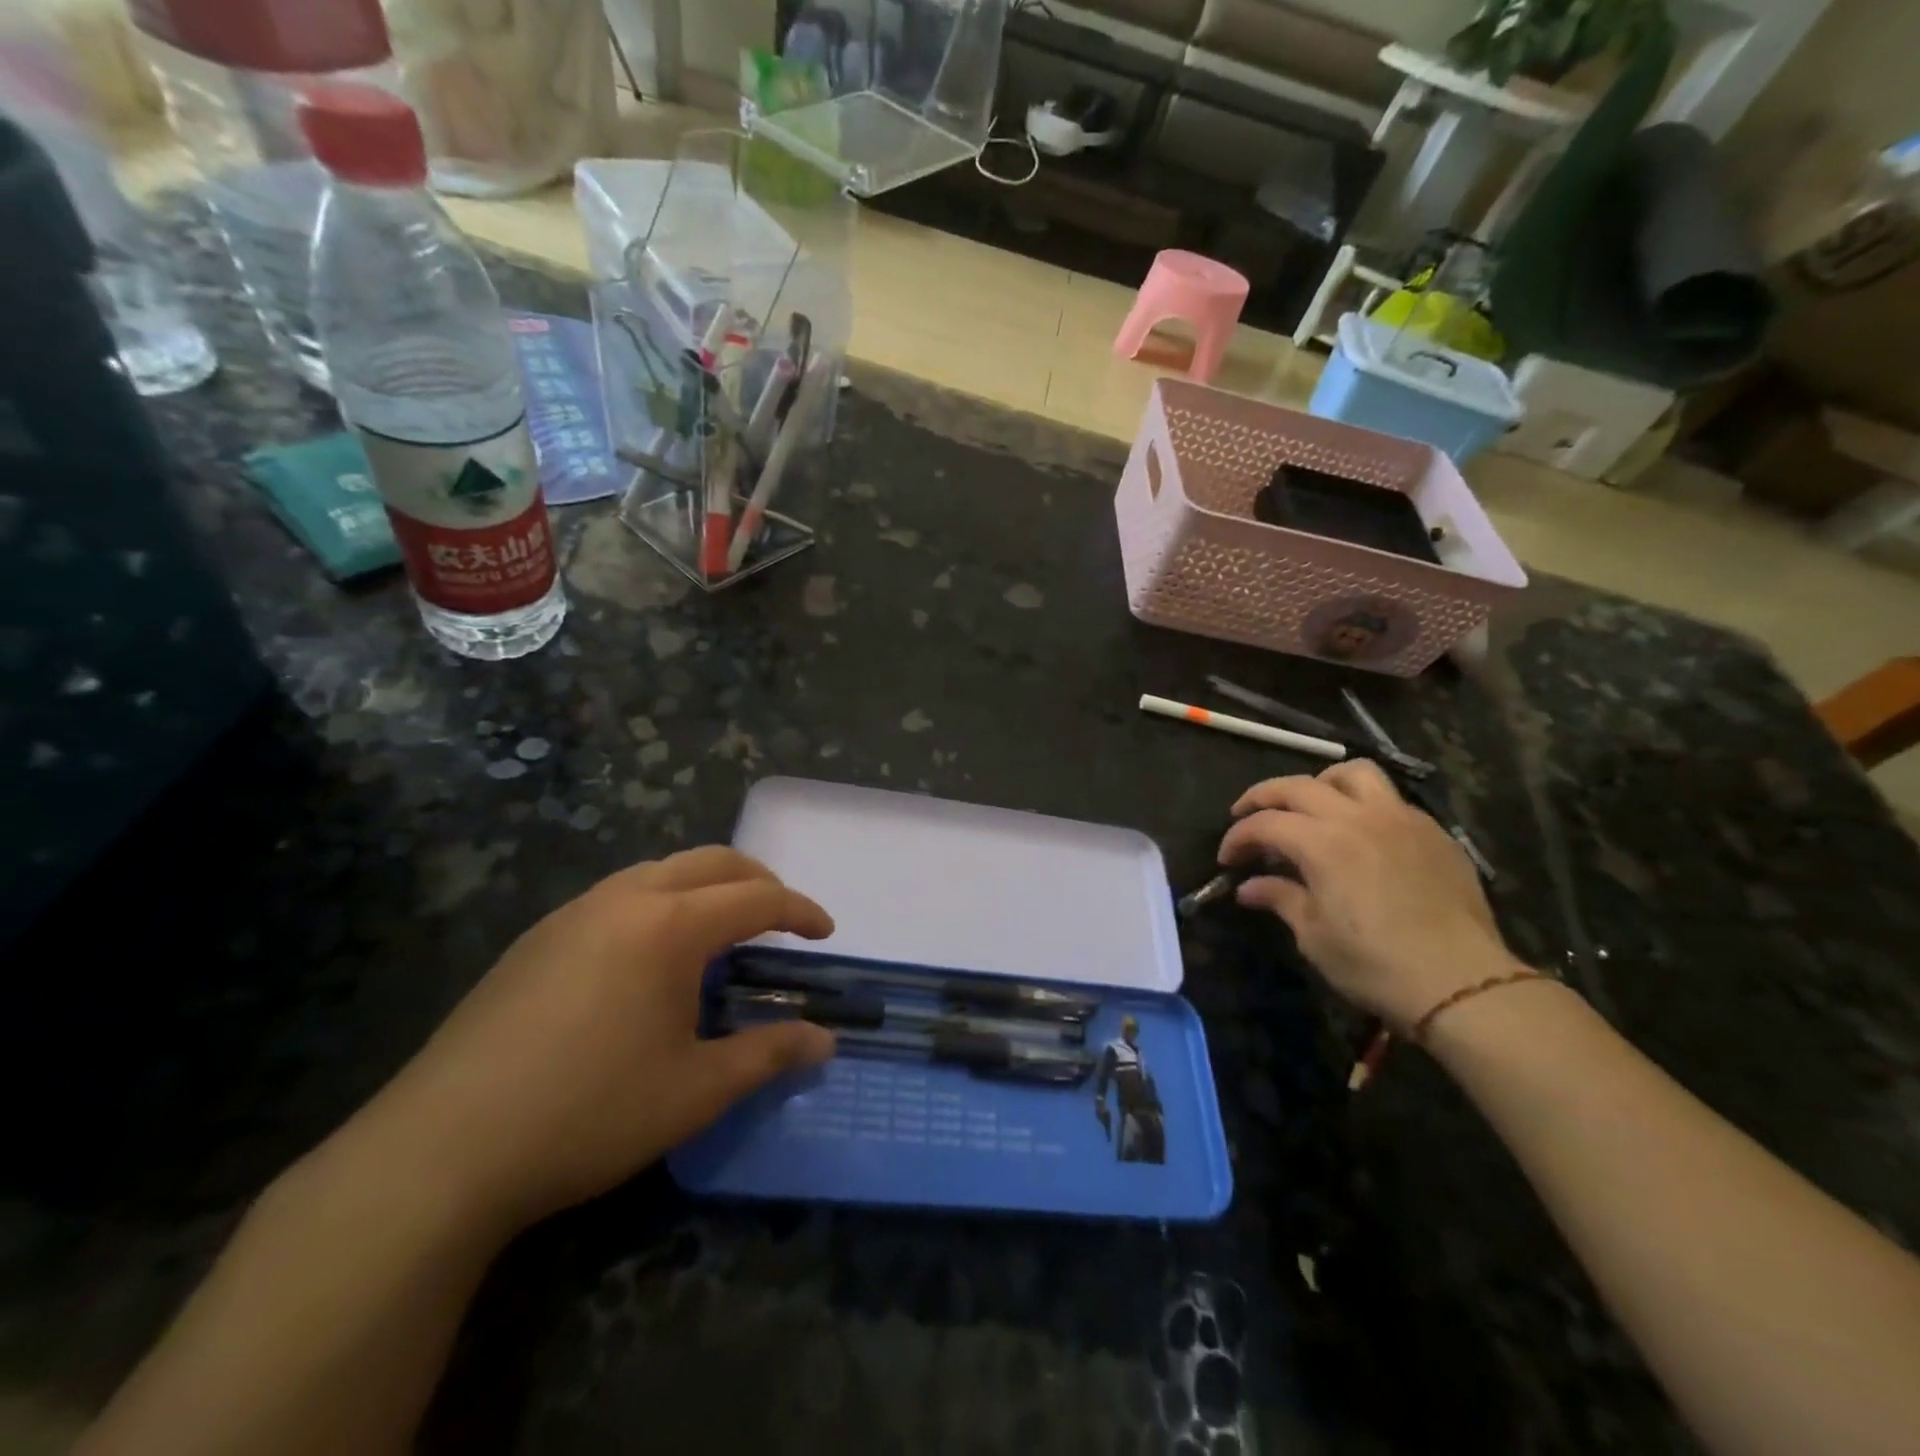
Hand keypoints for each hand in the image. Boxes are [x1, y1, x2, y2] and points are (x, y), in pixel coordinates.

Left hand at [355, 847, 835, 1229]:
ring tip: (721, 932)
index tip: (826, 933)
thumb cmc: (589, 1113)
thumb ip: (768, 1054)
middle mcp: (625, 900)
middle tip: (782, 918)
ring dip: (705, 886)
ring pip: (660, 871)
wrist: (441, 1150)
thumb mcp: (695, 1090)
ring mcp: (573, 913)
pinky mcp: (536, 938)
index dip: (801, 911)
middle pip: (711, 862)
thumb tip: (824, 1041)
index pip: (757, 897)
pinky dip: (659, 903)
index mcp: (670, 926)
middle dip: (758, 880)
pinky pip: (618, 895)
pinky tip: (649, 958)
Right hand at [1218, 761, 1514, 1031]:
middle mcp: (1358, 817)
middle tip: (1247, 817)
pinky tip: (1361, 835)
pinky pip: (1391, 800)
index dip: (1237, 838)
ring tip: (1311, 808)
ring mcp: (1401, 819)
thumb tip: (1249, 888)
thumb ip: (1280, 899)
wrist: (1462, 983)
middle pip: (1298, 786)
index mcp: (1322, 842)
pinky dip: (1363, 805)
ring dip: (1321, 784)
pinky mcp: (1433, 832)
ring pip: (1354, 774)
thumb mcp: (1314, 936)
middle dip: (1263, 797)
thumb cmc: (1374, 964)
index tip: (1226, 859)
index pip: (1264, 823)